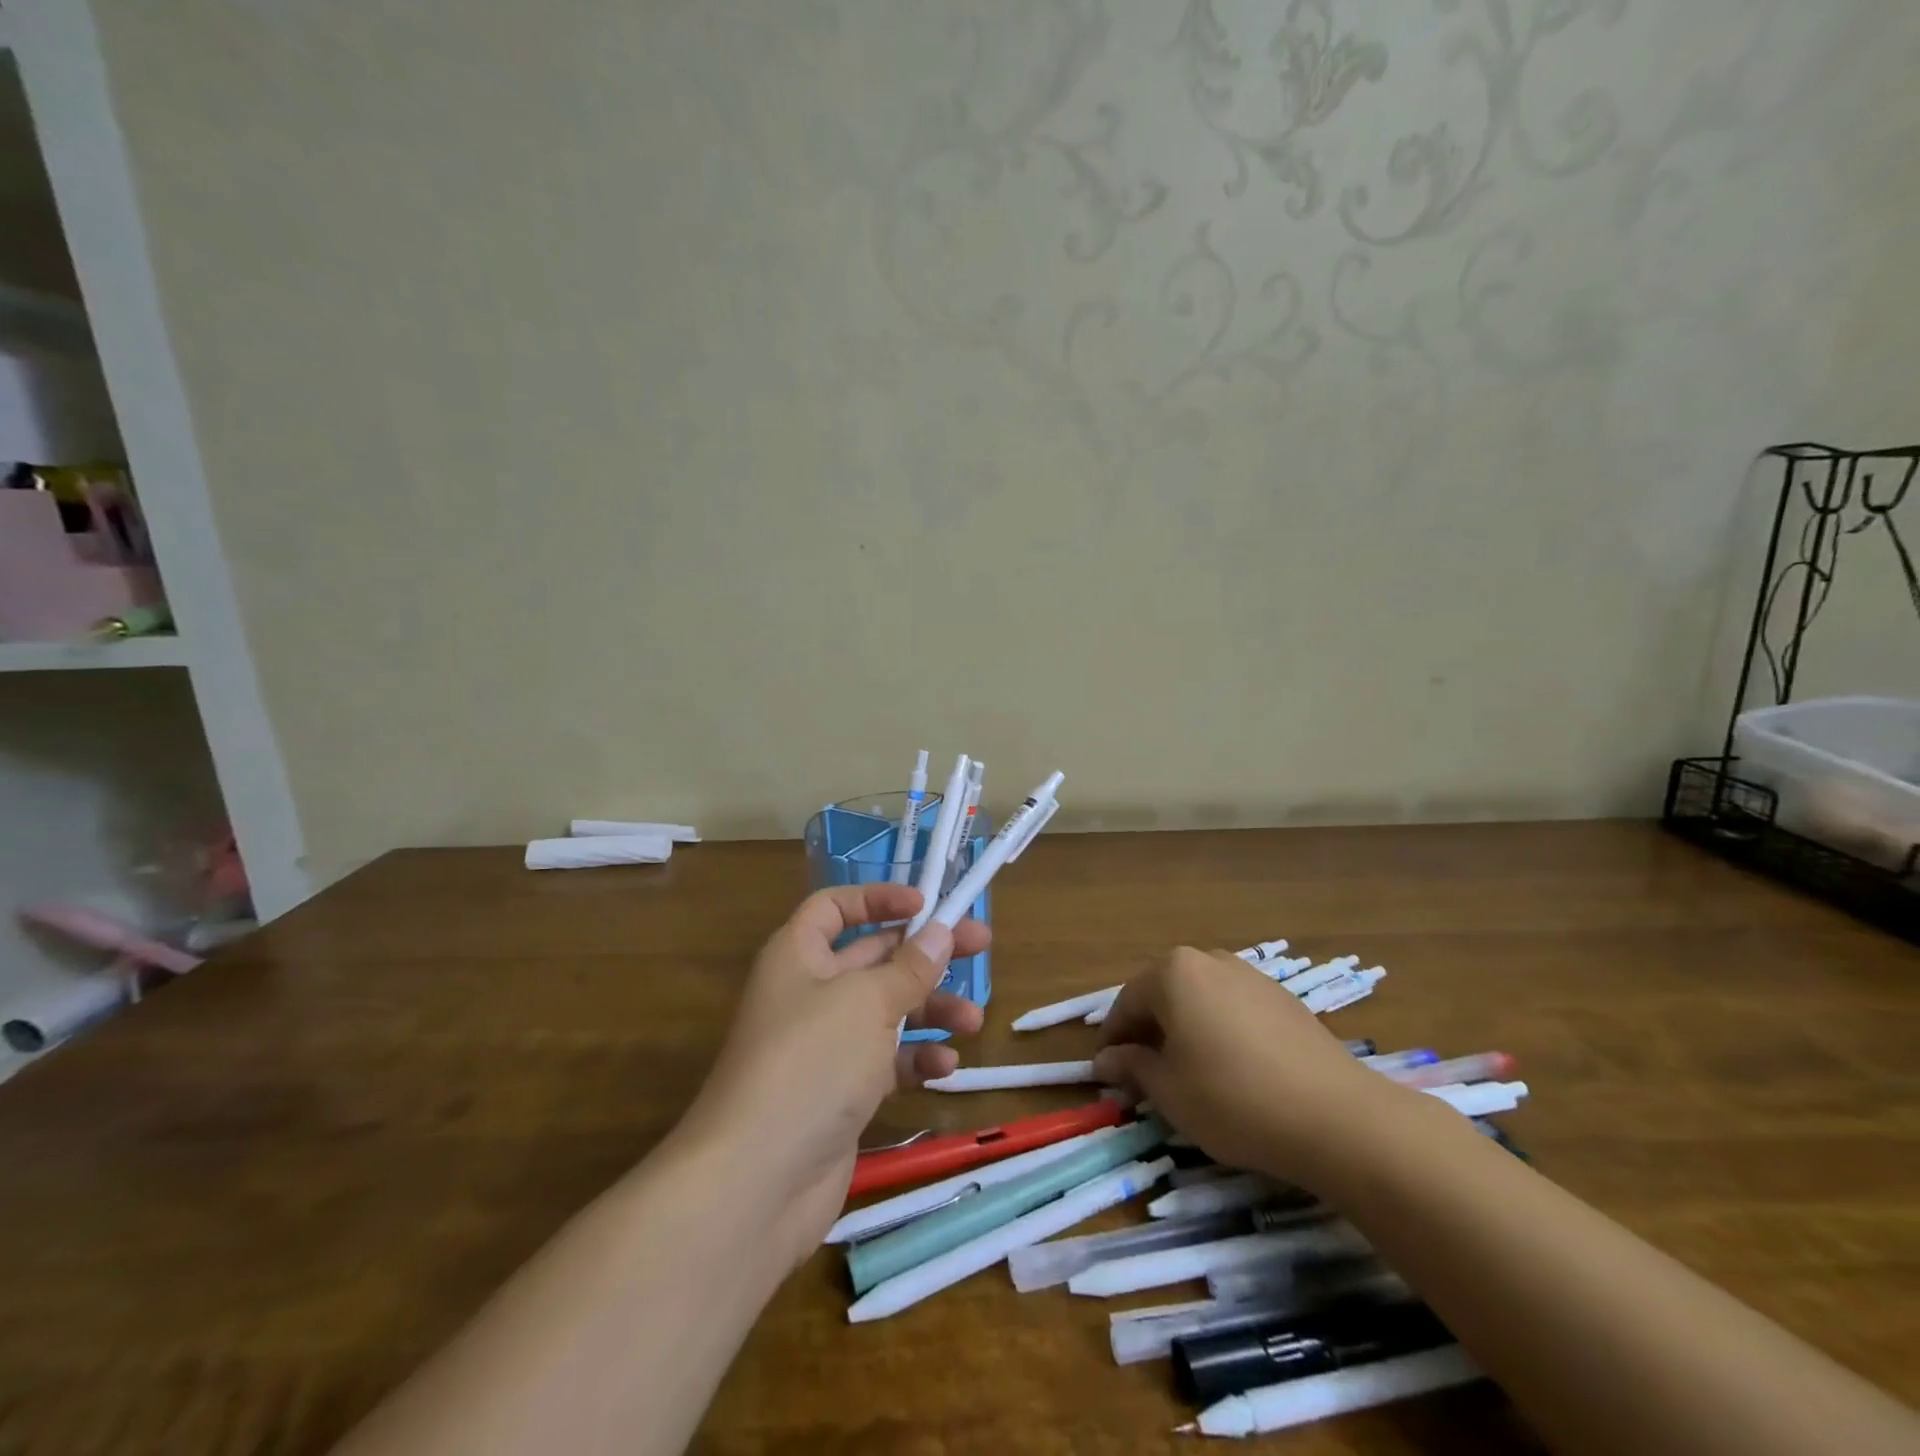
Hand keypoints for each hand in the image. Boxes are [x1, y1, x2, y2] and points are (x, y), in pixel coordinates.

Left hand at [679, 884, 988, 1261]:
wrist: (756, 1182)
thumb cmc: (811, 1063)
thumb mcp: (868, 1003)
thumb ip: (910, 967)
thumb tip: (941, 929)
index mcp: (799, 955)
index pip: (835, 907)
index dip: (878, 898)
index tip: (926, 904)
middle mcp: (809, 992)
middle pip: (874, 957)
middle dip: (925, 953)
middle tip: (981, 946)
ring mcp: (824, 1045)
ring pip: (887, 1010)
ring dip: (931, 1011)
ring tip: (974, 1020)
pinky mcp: (840, 1092)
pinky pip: (885, 1061)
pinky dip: (915, 1060)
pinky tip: (946, 1069)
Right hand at [1093, 947, 1414, 1190]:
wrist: (1338, 1117)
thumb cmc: (1233, 1099)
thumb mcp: (1169, 1090)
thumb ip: (1132, 1067)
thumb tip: (1106, 1060)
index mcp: (1173, 972)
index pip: (1127, 1003)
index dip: (1113, 1040)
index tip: (1107, 1074)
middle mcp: (1209, 960)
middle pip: (1164, 995)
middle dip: (1149, 1032)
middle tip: (1144, 1075)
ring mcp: (1250, 976)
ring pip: (1200, 1000)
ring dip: (1185, 1030)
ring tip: (1187, 1073)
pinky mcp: (1283, 999)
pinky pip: (1233, 1009)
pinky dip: (1219, 1032)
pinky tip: (1230, 1069)